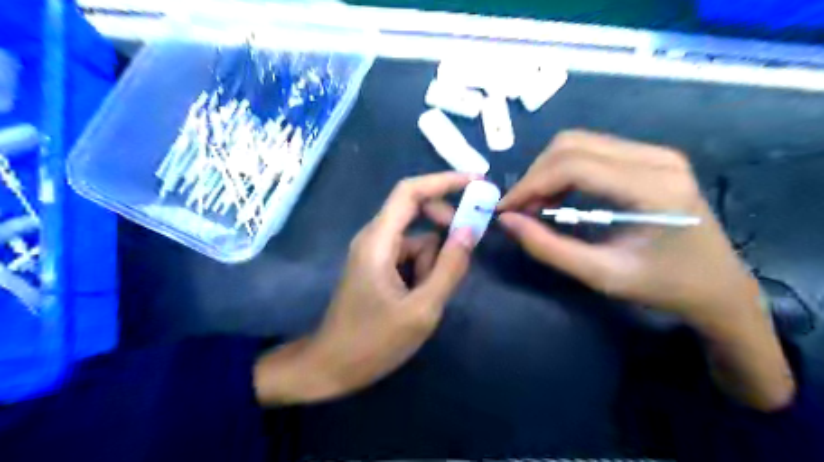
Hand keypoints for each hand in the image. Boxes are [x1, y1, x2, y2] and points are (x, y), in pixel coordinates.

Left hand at [257, 171, 476, 403]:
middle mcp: (374, 238)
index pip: (410, 191)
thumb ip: (449, 267)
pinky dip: (422, 271)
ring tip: (426, 299)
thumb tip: (471, 229)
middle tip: (464, 253)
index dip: (444, 181)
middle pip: (416, 212)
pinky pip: (409, 256)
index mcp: (378, 241)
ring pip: (417, 240)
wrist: (330, 368)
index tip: (477, 183)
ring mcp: (374, 253)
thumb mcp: (422, 309)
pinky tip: (418, 301)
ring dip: (432, 262)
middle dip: (444, 229)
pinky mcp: (377, 267)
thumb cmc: (372, 342)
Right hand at [499, 130, 794, 410]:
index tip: (506, 210)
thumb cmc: (663, 286)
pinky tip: (557, 196)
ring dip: (546, 172)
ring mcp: (655, 153)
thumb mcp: (601, 275)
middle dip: (535, 176)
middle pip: (571, 145)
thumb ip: (549, 248)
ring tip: (535, 205)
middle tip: (519, 210)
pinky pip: (591, 151)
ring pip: (578, 143)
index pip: (574, 165)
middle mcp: (656, 157)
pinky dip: (563, 171)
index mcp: (654, 187)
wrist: (717, 285)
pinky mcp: (649, 158)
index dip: (530, 185)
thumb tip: (507, 221)